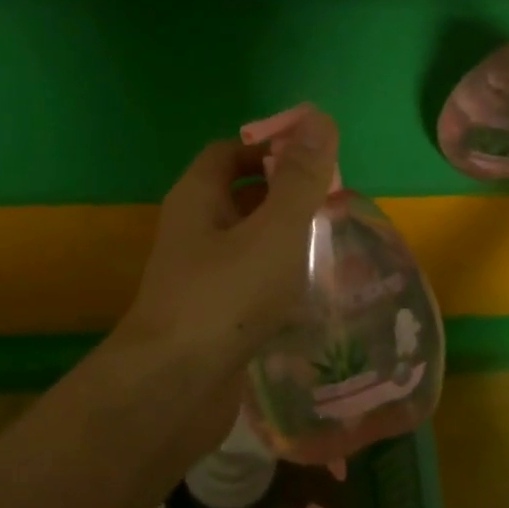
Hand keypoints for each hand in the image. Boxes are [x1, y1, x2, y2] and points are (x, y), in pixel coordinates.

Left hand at [117, 107, 340, 407]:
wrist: (175, 389)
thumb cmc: (226, 296)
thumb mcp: (273, 230)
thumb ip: (299, 178)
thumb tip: (319, 118)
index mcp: (198, 198)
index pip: (230, 151)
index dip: (270, 147)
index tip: (315, 161)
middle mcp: (193, 231)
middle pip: (241, 196)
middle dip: (285, 195)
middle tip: (334, 204)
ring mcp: (200, 276)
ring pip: (247, 243)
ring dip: (284, 240)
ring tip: (333, 245)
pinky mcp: (212, 316)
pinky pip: (248, 283)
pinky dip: (277, 280)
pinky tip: (311, 293)